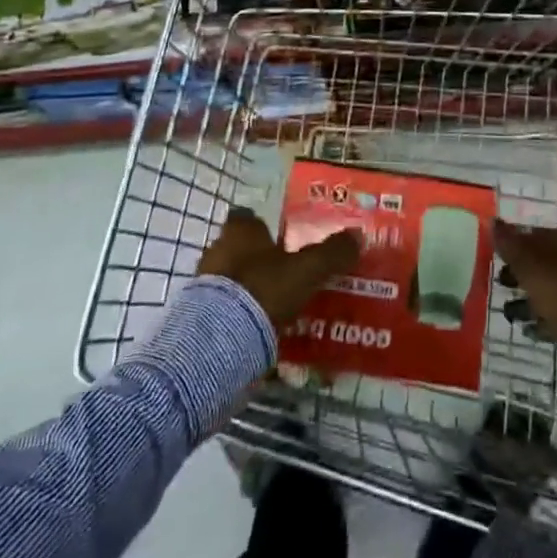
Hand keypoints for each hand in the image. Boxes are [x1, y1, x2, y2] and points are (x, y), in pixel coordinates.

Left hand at [198, 207, 360, 328]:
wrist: (218, 339)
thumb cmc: (263, 289)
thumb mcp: (307, 269)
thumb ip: (332, 252)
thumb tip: (358, 235)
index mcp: (240, 231)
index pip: (247, 218)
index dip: (263, 227)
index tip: (281, 239)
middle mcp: (217, 248)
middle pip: (238, 248)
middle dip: (257, 258)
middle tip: (283, 272)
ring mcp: (204, 283)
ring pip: (230, 278)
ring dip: (247, 287)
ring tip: (273, 304)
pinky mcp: (197, 314)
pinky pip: (222, 306)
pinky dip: (237, 313)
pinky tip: (256, 326)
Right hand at [493, 221, 556, 344]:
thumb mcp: (528, 262)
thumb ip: (508, 242)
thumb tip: (492, 220)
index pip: (531, 236)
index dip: (511, 245)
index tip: (493, 259)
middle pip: (540, 262)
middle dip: (519, 274)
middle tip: (501, 285)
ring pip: (549, 288)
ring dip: (529, 300)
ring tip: (511, 315)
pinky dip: (544, 320)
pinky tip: (530, 330)